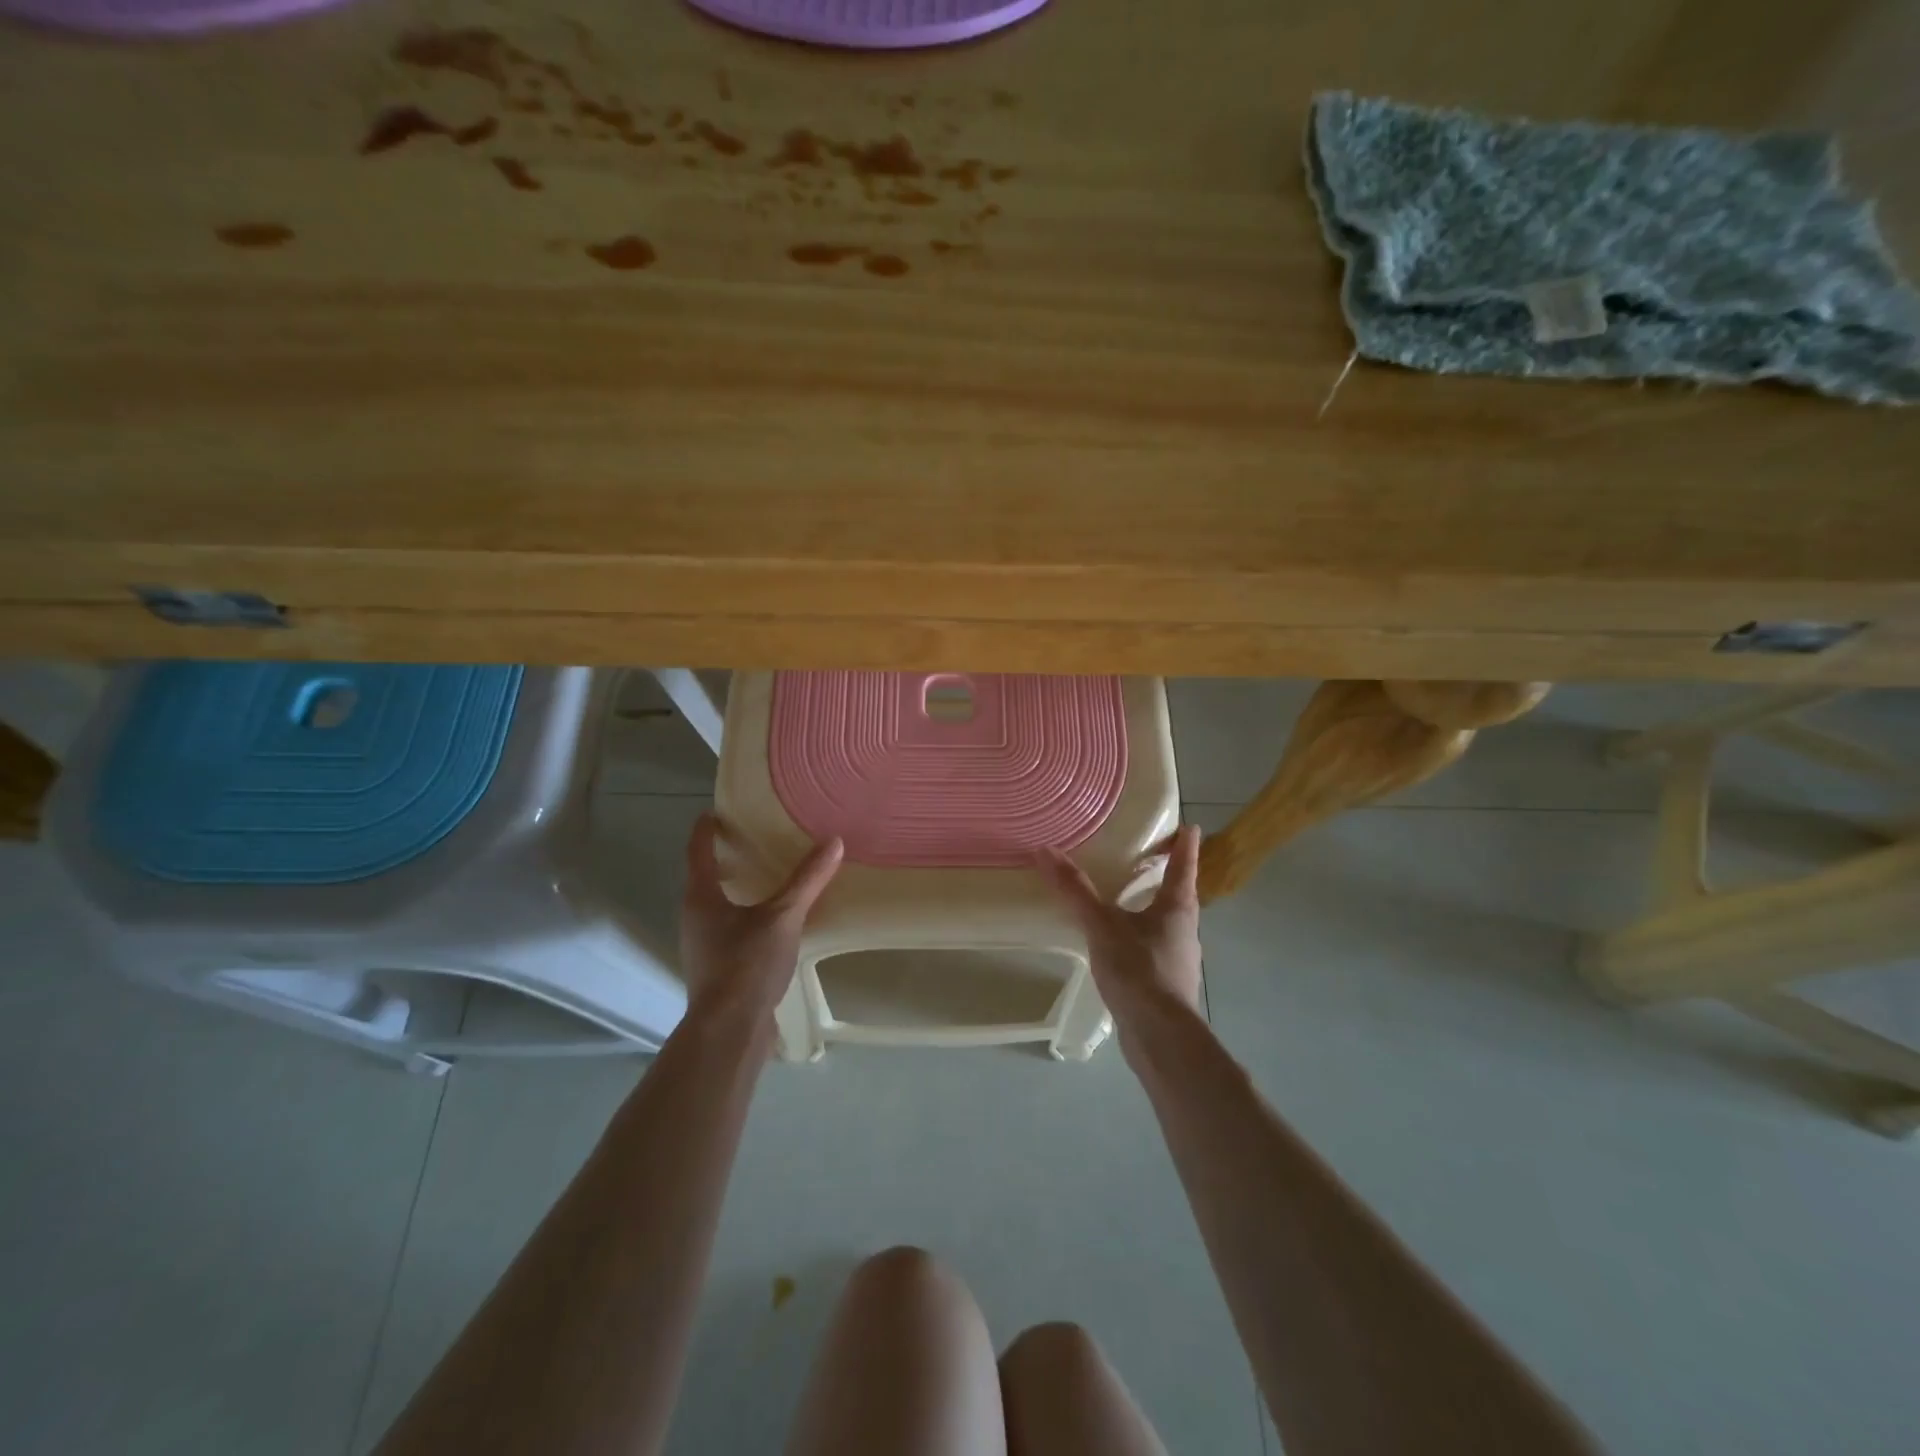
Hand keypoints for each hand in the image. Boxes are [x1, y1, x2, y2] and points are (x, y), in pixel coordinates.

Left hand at [681, 813, 843, 1025]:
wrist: (729, 1031)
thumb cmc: (747, 965)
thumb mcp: (783, 917)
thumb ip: (807, 880)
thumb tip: (833, 842)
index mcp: (701, 898)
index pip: (698, 852)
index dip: (705, 831)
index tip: (714, 812)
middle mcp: (695, 918)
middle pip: (704, 879)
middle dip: (724, 859)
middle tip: (750, 840)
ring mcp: (704, 945)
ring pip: (717, 906)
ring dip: (735, 889)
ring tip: (765, 878)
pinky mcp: (717, 968)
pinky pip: (730, 929)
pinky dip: (745, 915)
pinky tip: (772, 922)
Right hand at [1037, 822, 1203, 1039]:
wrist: (1160, 1037)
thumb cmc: (1139, 970)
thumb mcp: (1101, 925)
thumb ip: (1075, 890)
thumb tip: (1045, 850)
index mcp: (1177, 906)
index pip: (1184, 865)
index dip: (1185, 844)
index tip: (1189, 826)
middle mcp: (1184, 928)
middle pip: (1180, 894)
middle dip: (1168, 876)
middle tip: (1149, 858)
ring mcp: (1179, 958)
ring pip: (1167, 923)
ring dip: (1153, 908)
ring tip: (1127, 900)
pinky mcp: (1167, 983)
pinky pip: (1154, 948)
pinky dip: (1140, 937)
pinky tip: (1120, 946)